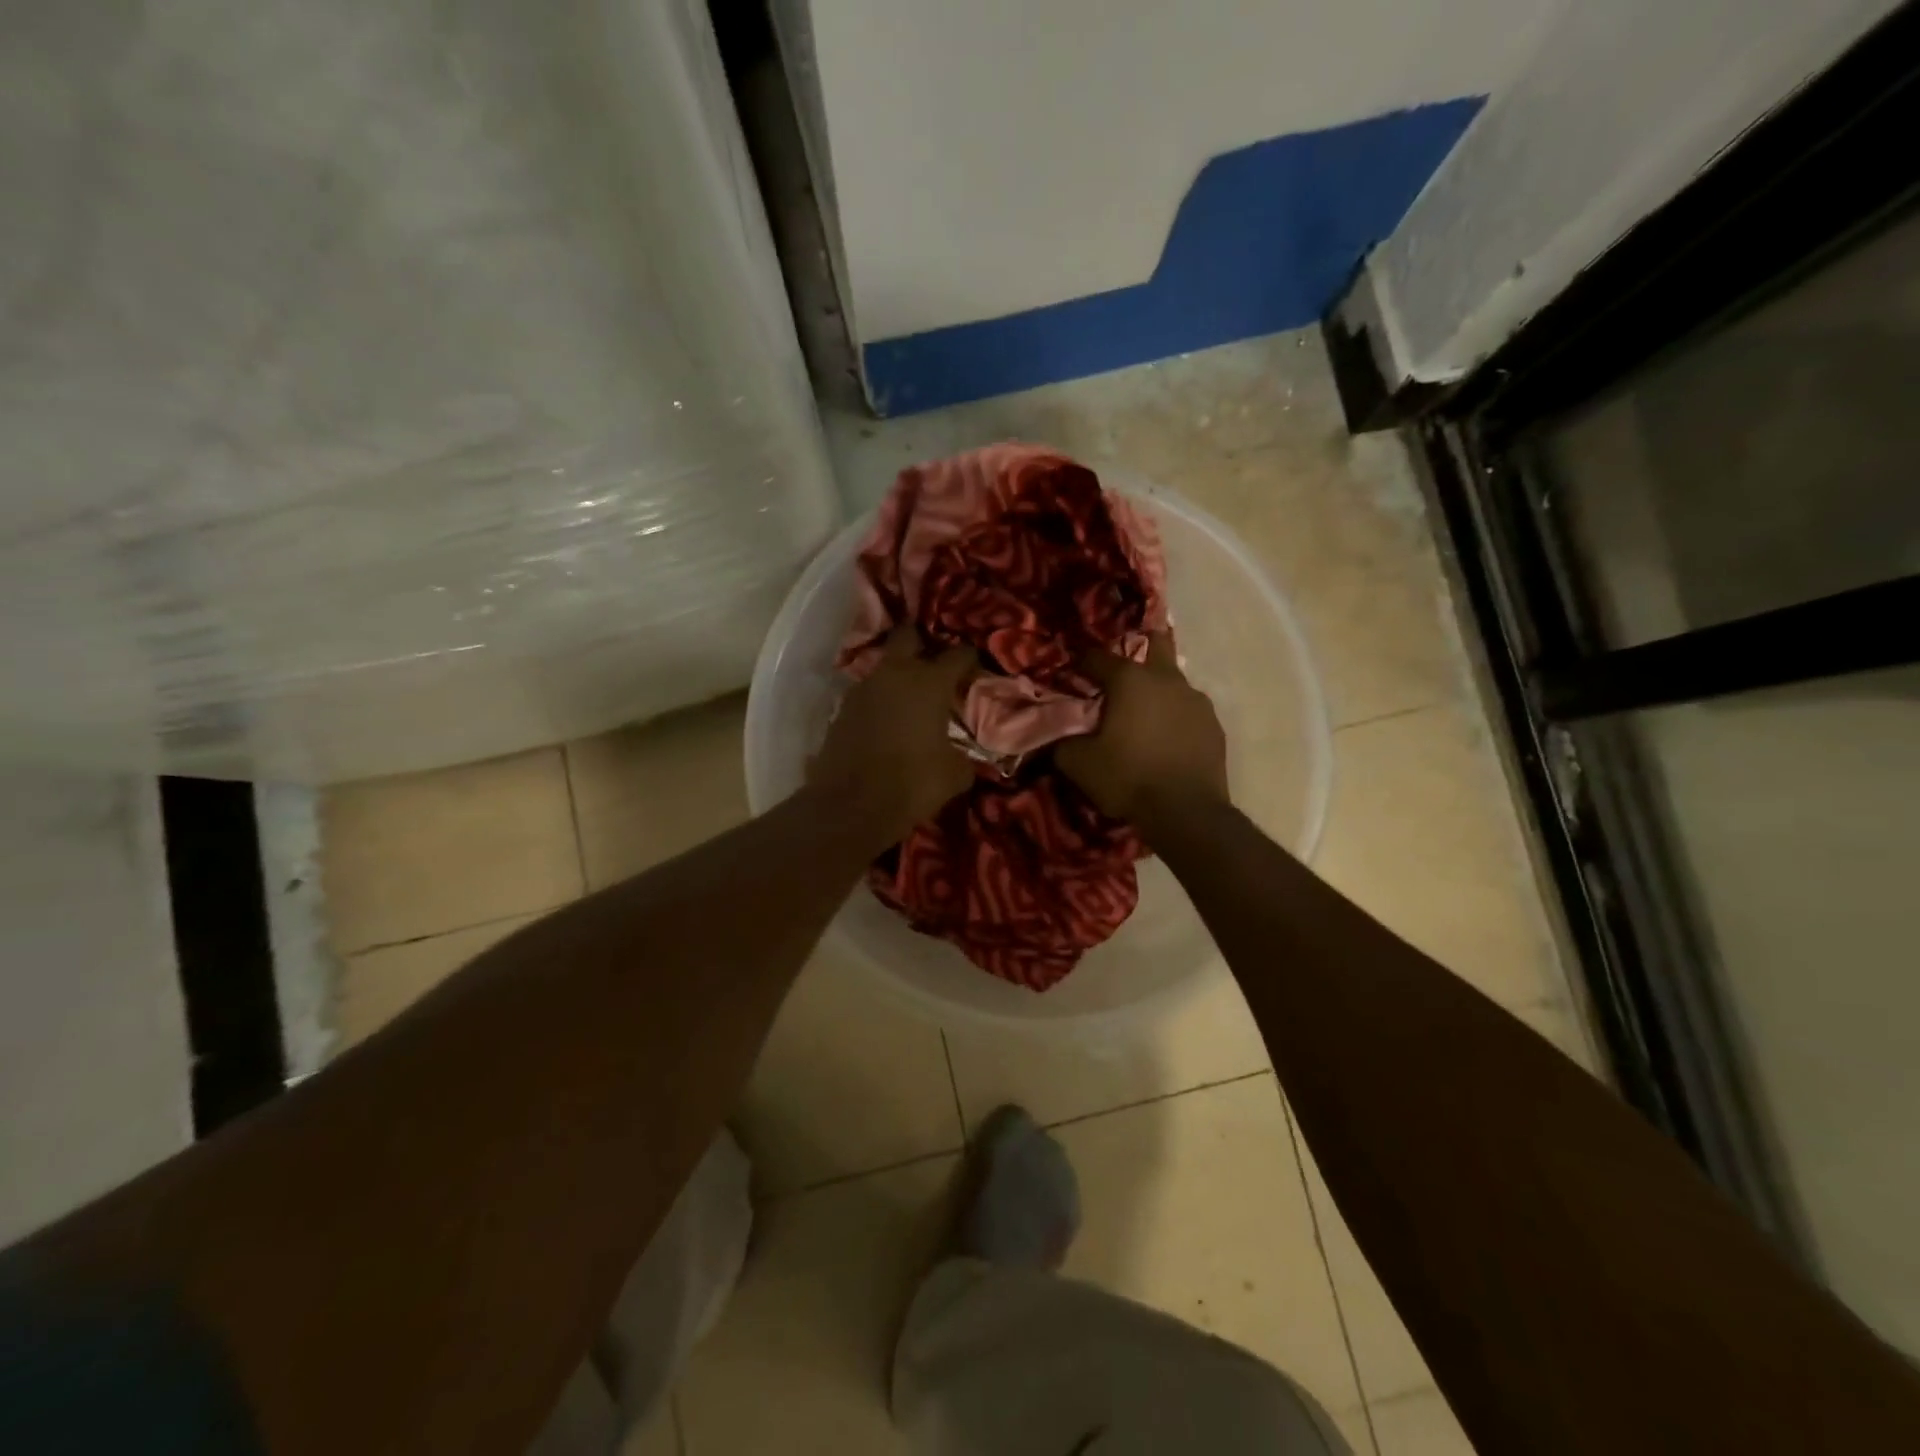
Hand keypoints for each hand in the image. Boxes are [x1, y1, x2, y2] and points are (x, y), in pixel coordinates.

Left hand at [809, 626, 977, 851]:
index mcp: (929, 682)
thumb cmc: (912, 784)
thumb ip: (964, 756)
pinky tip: (888, 723)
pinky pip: (867, 695)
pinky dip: (879, 702)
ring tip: (911, 700)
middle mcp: (894, 674)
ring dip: (897, 676)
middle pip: (907, 636)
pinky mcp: (841, 710)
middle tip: (935, 663)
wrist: (850, 806)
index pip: (957, 654)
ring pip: (884, 667)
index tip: (975, 667)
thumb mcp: (954, 775)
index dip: (969, 658)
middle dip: (921, 642)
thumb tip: (964, 756)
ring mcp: (862, 689)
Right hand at [1057, 631, 1227, 823]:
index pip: (1097, 657)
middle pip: (1155, 644)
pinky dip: (1176, 717)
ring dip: (1158, 690)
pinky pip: (1189, 711)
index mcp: (1130, 680)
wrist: (1186, 812)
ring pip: (1174, 681)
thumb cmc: (1128, 778)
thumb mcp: (1079, 764)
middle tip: (1122, 674)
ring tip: (1145, 716)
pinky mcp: (1214, 725)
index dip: (1080, 664)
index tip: (1072, 676)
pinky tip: (1168, 739)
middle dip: (1139, 647)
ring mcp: (1196, 700)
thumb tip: (1057, 735)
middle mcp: (1166, 679)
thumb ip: (1063, 742)